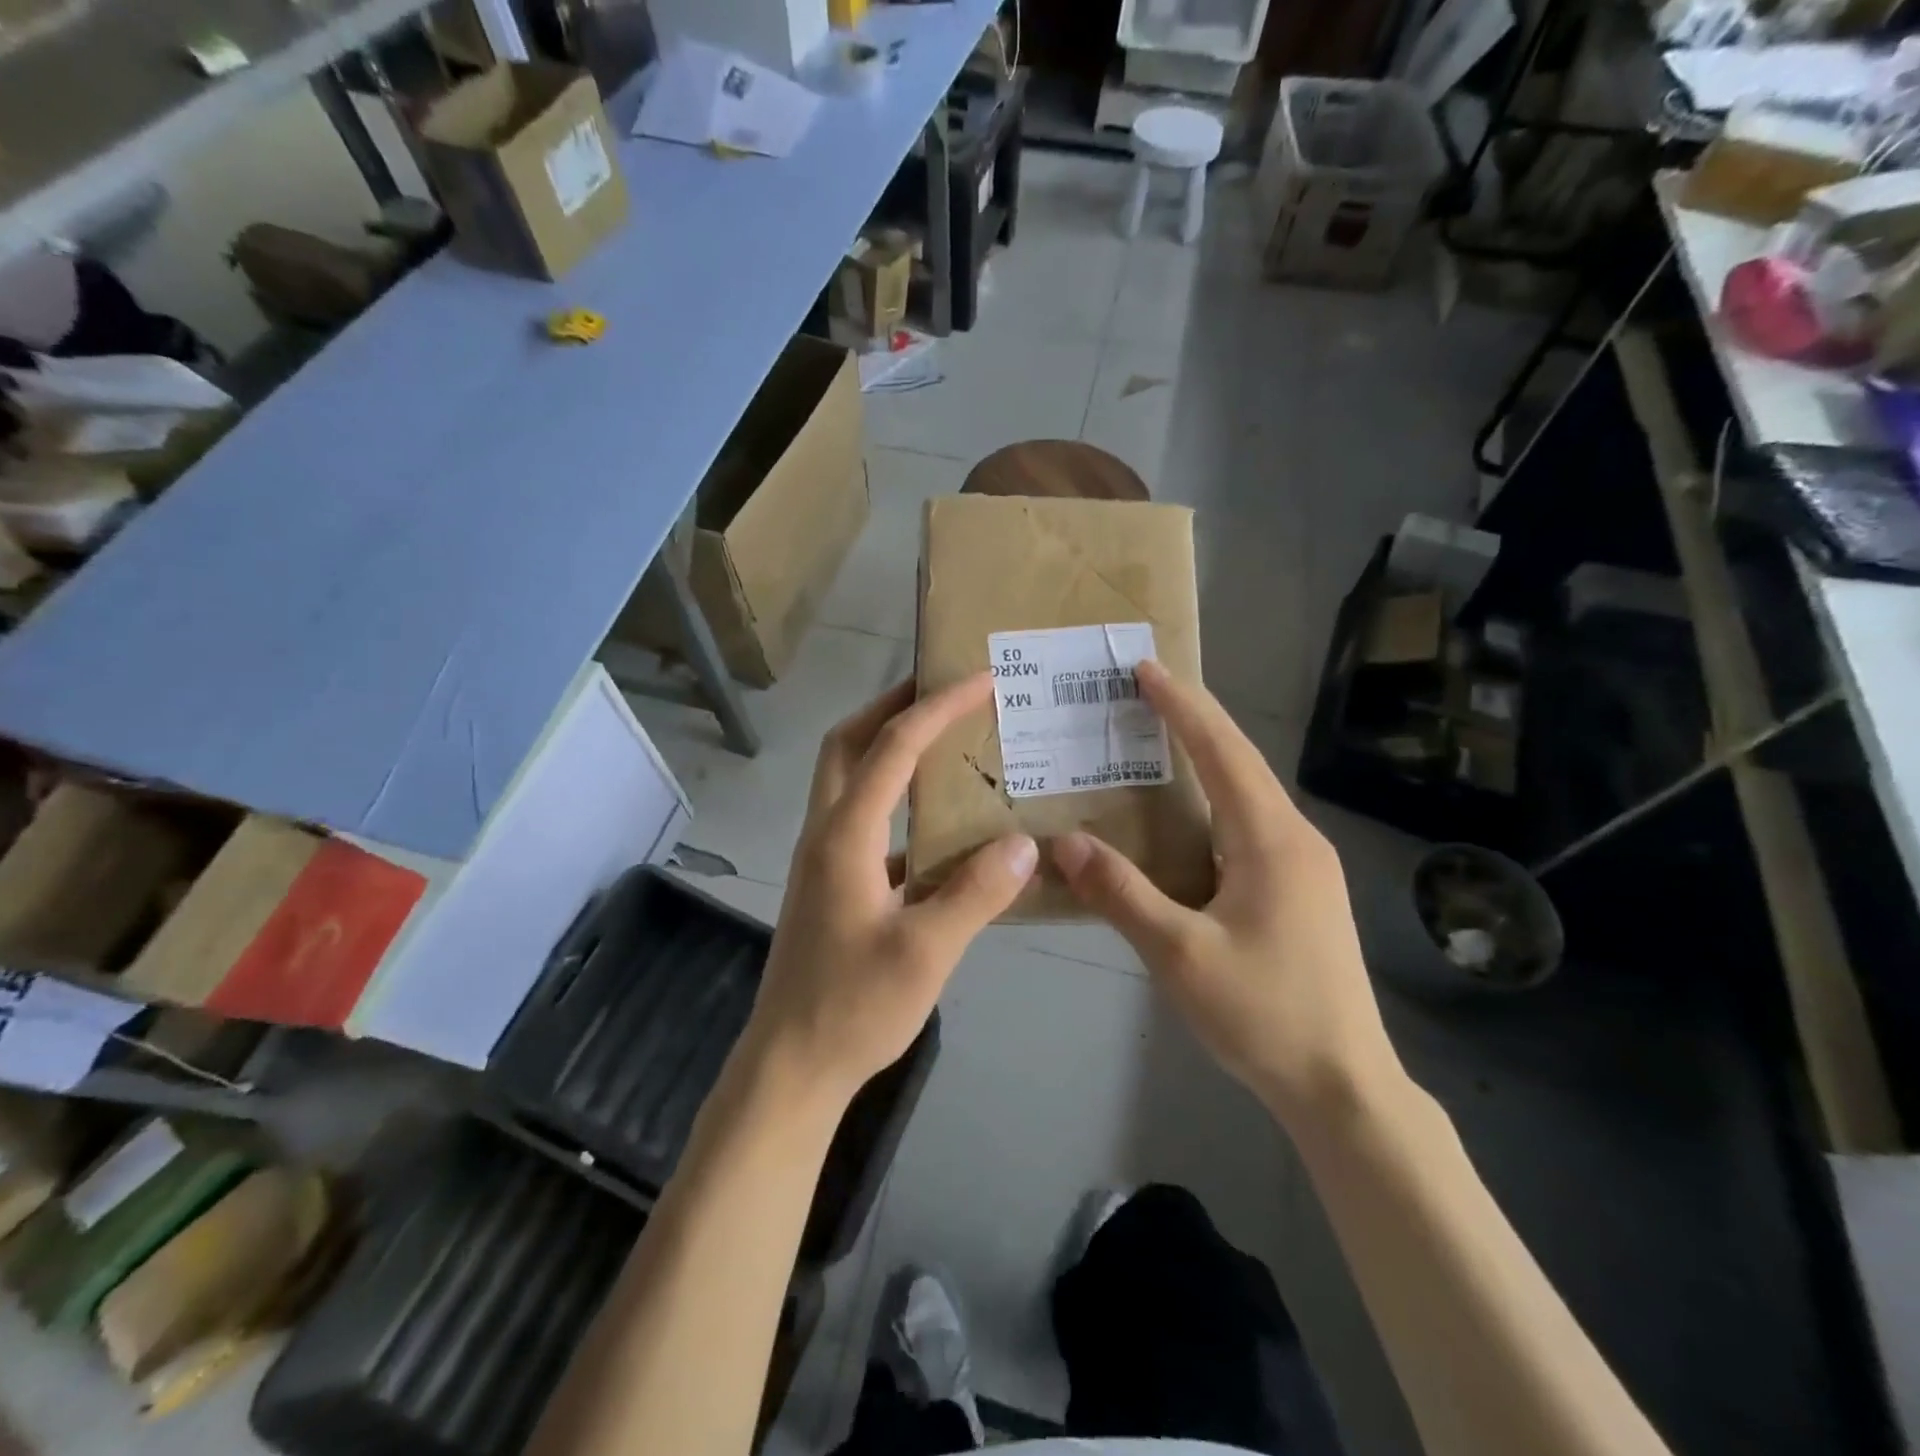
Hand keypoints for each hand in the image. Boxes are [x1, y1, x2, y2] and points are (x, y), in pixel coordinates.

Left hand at [746, 674, 1037, 1104]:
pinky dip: (896, 800)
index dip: (936, 707)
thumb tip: (1025, 844)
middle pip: (848, 743)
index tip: (979, 679)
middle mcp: (826, 832)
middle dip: (892, 706)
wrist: (792, 1064)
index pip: (892, 748)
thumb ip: (977, 892)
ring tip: (944, 740)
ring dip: (888, 747)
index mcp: (844, 835)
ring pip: (850, 778)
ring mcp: (823, 858)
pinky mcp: (831, 883)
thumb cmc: (854, 1006)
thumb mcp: (927, 951)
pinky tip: (940, 824)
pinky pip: (864, 819)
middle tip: (942, 688)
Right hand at [1052, 661, 1402, 1124]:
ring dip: (1206, 761)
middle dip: (1193, 721)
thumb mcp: (1179, 954)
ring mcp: (1306, 866)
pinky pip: (1252, 824)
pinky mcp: (1303, 891)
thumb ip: (1120, 893)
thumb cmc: (1263, 1014)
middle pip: (1240, 762)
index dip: (1182, 706)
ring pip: (1248, 794)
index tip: (1145, 669)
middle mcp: (1296, 838)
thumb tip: (1064, 842)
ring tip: (1157, 742)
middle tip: (1142, 693)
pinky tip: (1187, 820)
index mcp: (1270, 839)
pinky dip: (1214, 801)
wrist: (1344, 1086)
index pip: (1222, 751)